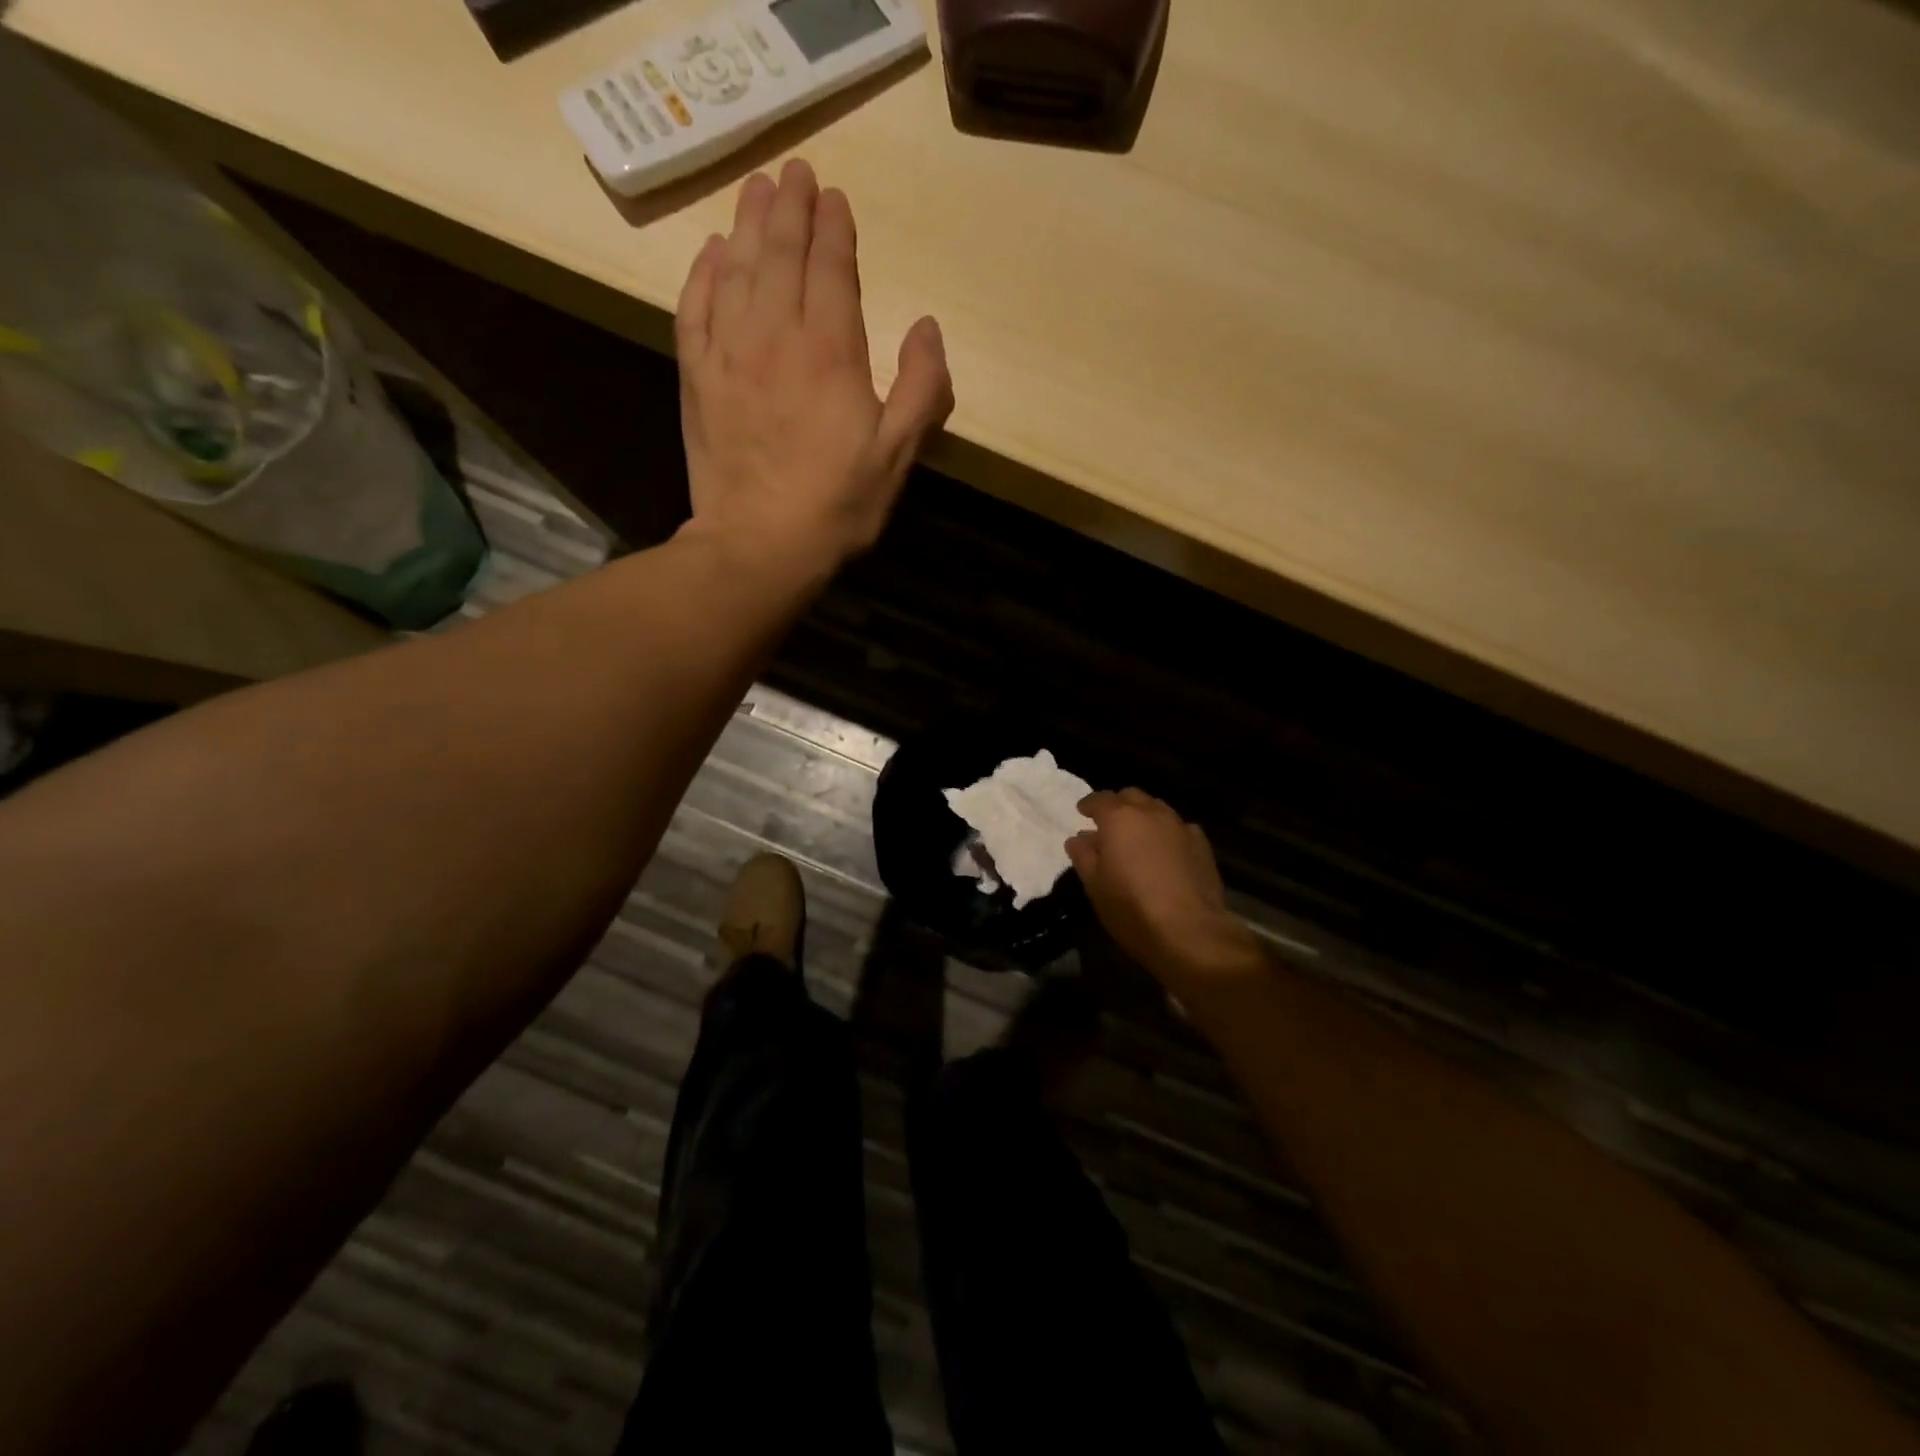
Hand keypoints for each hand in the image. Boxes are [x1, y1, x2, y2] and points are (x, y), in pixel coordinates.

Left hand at [674, 160, 953, 570]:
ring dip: (748, 223)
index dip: (835, 230)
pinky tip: (712, 252)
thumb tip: (927, 327)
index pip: (831, 269)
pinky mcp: (697, 378)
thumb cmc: (838, 505)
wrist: (760, 545)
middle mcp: (775, 335)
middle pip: (781, 254)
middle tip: (795, 172)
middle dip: (791, 208)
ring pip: (736, 269)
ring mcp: (728, 353)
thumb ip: (922, 389)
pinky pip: (694, 308)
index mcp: (831, 352)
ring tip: (757, 189)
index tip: (836, 198)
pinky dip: (703, 273)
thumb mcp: (898, 456)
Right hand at [1067, 790, 1260, 985]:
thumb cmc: (1131, 908)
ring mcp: (1180, 826)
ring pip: (1157, 809)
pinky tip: (1166, 851)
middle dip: (1118, 805)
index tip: (1082, 812)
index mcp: (1119, 818)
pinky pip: (1179, 828)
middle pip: (1131, 797)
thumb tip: (1078, 838)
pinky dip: (1167, 833)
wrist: (1189, 931)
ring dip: (1144, 816)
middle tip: (1109, 824)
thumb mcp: (1094, 885)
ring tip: (1137, 837)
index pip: (1100, 799)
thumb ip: (1083, 856)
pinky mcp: (1202, 844)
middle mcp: (1151, 813)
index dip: (1089, 805)